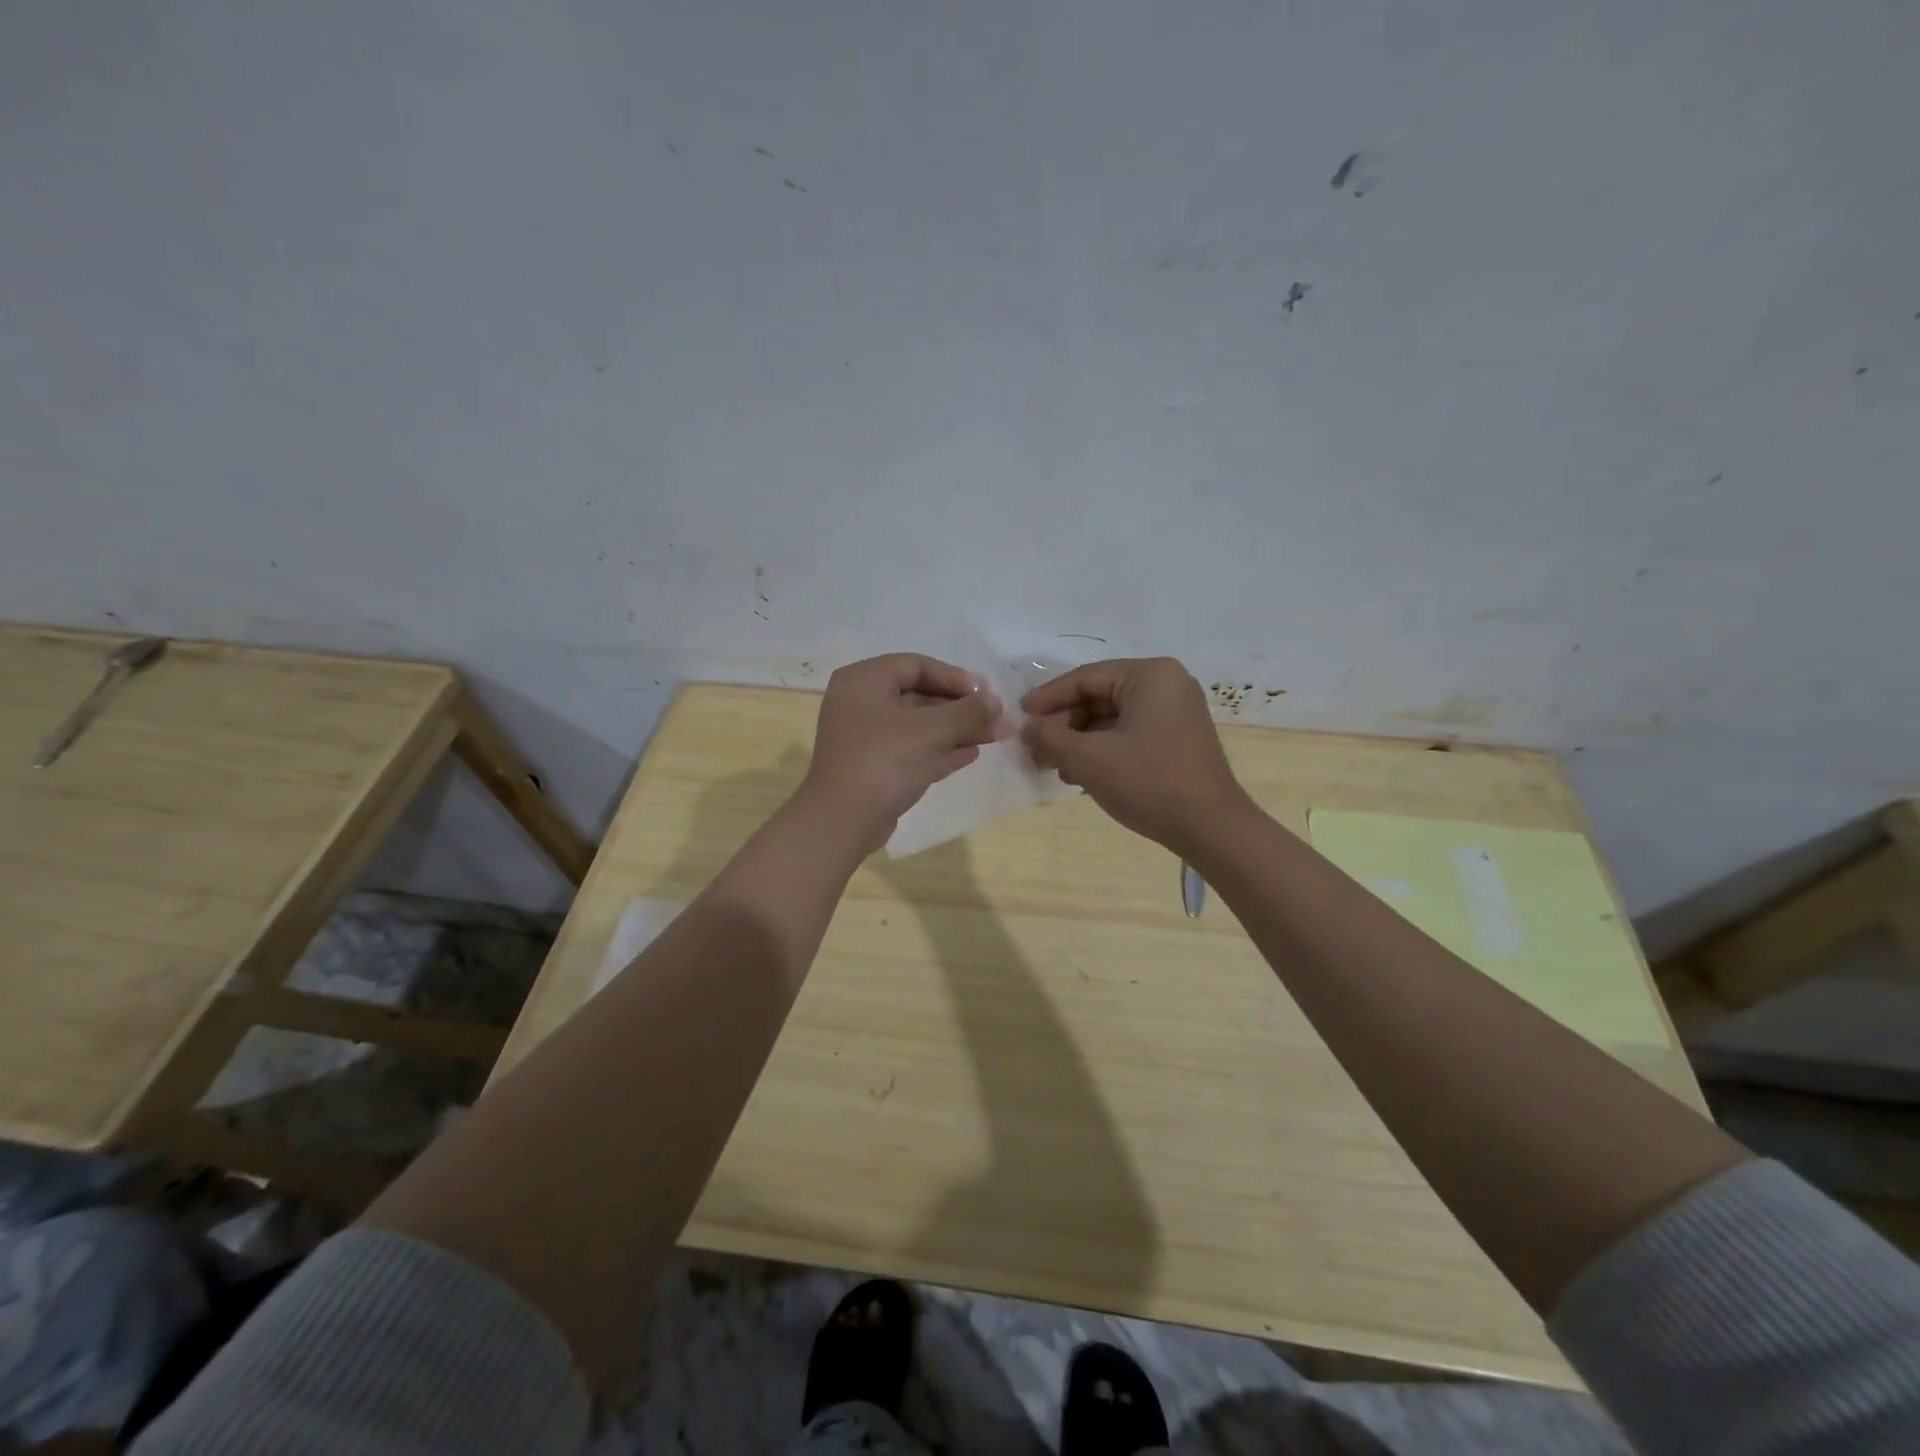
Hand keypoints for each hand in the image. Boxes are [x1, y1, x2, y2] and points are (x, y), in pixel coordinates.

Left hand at [800, 653, 1002, 851]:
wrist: (843, 821)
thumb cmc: (885, 761)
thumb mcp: (931, 731)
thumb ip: (968, 712)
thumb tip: (997, 703)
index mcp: (864, 681)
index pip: (917, 666)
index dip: (956, 678)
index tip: (987, 694)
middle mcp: (860, 703)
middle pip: (919, 696)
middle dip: (961, 709)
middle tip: (996, 719)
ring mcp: (865, 737)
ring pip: (918, 725)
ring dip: (956, 730)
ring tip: (993, 737)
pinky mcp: (872, 766)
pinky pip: (911, 749)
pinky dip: (939, 750)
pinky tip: (970, 754)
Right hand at [1021, 657, 1250, 856]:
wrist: (1211, 828)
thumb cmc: (1149, 783)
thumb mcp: (1089, 759)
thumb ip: (1050, 737)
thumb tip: (1027, 728)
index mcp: (1150, 675)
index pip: (1085, 678)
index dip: (1047, 698)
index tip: (1019, 715)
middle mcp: (1167, 684)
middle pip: (1099, 696)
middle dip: (1063, 724)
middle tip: (1034, 747)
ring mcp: (1176, 712)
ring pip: (1112, 718)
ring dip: (1079, 740)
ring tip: (1052, 765)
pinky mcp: (1177, 738)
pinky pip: (1129, 733)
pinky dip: (1102, 749)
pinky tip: (1080, 774)